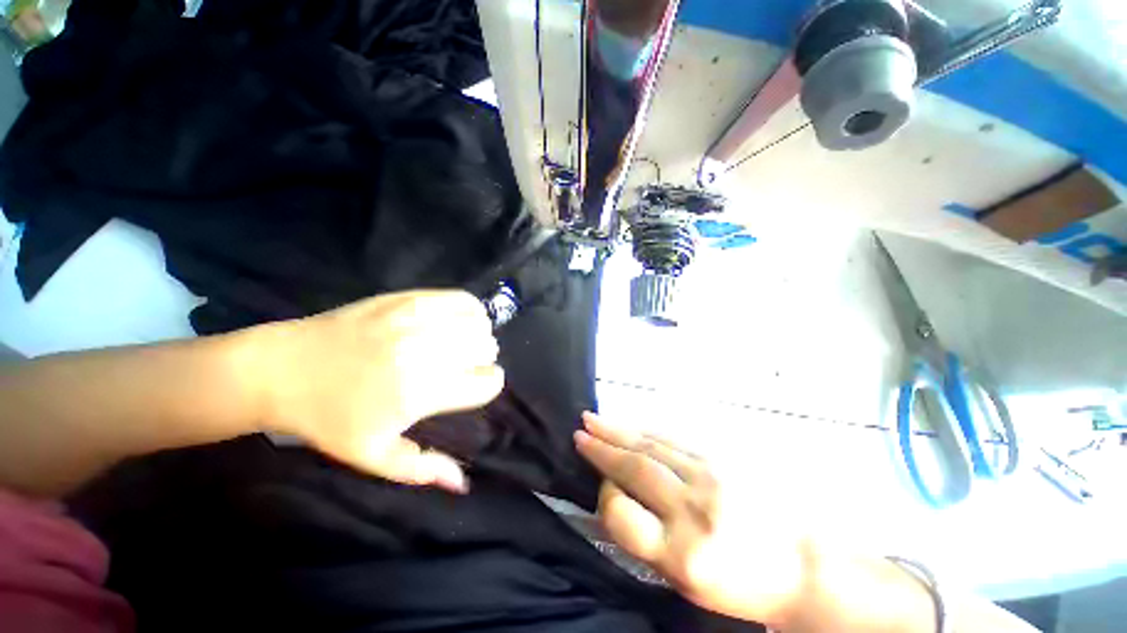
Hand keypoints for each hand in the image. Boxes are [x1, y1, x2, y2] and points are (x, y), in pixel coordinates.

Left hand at [254, 290, 503, 492]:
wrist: (281, 370)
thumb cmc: (328, 418)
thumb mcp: (372, 455)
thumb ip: (423, 469)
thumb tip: (463, 484)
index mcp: (421, 393)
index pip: (487, 383)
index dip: (488, 385)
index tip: (474, 385)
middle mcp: (425, 353)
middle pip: (487, 348)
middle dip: (483, 359)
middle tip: (464, 364)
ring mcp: (416, 321)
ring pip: (479, 323)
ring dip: (478, 335)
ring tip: (462, 342)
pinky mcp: (408, 299)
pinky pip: (462, 298)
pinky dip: (471, 310)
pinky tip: (458, 320)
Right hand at [575, 413, 809, 627]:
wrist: (806, 564)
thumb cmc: (743, 585)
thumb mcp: (689, 584)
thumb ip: (648, 543)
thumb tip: (615, 501)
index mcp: (682, 555)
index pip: (622, 516)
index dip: (605, 498)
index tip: (602, 487)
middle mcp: (693, 509)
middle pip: (636, 468)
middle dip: (602, 448)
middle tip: (580, 431)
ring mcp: (709, 477)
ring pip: (651, 445)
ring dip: (618, 430)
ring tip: (594, 420)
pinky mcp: (722, 459)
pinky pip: (673, 440)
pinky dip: (646, 431)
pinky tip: (632, 426)